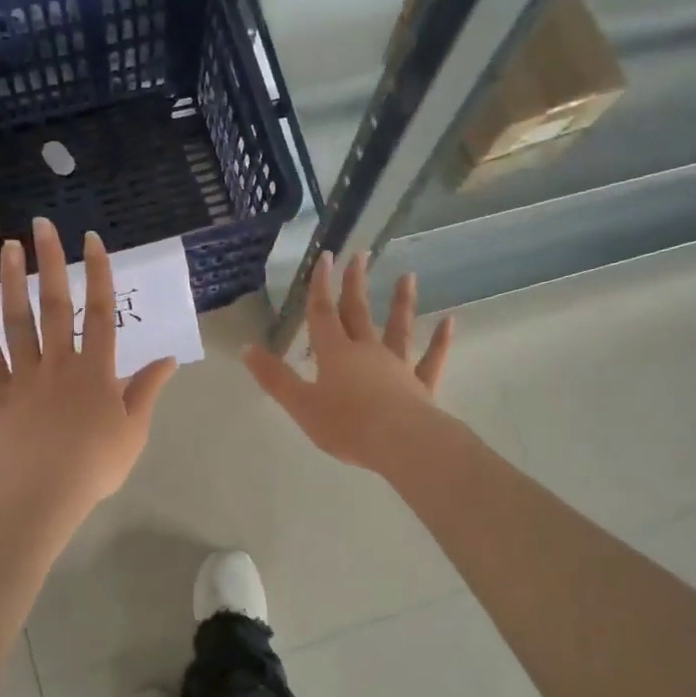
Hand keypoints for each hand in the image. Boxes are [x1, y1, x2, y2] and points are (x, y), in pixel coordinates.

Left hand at [0, 219, 175, 521]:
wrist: (43, 492)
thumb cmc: (96, 464)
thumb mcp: (135, 429)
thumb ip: (148, 389)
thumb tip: (168, 359)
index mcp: (97, 370)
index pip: (101, 312)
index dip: (99, 274)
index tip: (93, 241)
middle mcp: (60, 361)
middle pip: (57, 305)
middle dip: (52, 262)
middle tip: (43, 225)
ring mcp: (25, 373)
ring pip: (18, 319)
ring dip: (13, 281)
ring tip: (9, 246)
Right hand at [243, 250, 453, 474]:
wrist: (399, 442)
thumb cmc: (346, 425)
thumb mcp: (301, 404)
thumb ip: (274, 377)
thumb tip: (246, 347)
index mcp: (335, 354)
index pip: (323, 313)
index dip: (321, 285)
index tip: (325, 256)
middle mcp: (367, 351)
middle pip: (359, 312)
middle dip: (356, 283)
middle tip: (361, 254)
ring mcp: (397, 366)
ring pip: (399, 329)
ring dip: (401, 303)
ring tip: (408, 276)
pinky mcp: (421, 385)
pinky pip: (431, 359)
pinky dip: (440, 341)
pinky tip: (449, 322)